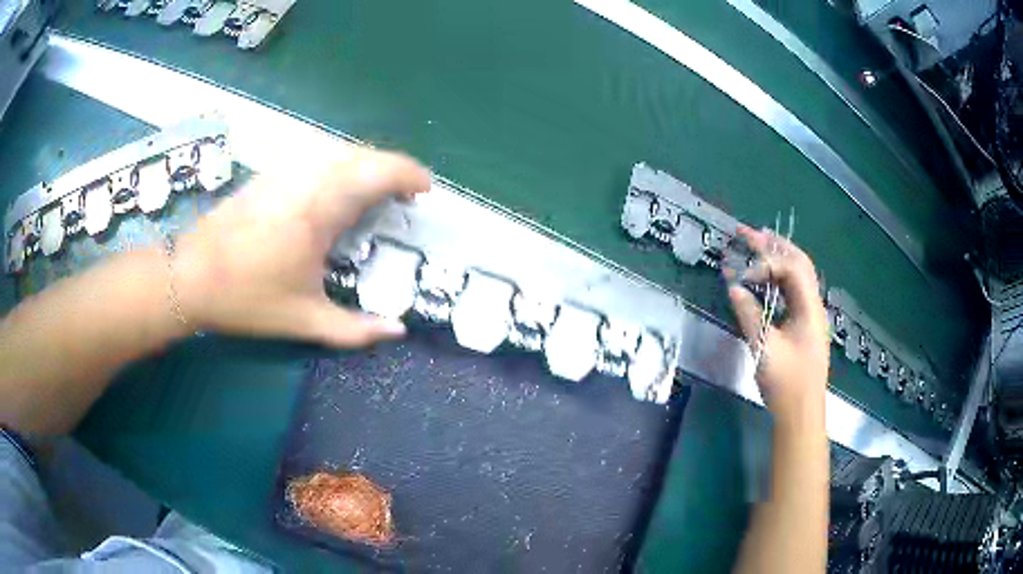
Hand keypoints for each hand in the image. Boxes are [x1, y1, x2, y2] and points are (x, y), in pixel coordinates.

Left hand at [173, 147, 431, 346]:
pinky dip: (338, 166)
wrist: (189, 276)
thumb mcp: (303, 320)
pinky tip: (332, 190)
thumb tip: (398, 331)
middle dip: (392, 170)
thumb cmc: (246, 297)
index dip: (410, 175)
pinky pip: (316, 156)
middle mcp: (307, 177)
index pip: (379, 171)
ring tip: (372, 193)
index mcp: (322, 208)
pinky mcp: (269, 172)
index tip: (424, 192)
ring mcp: (285, 170)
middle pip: (364, 154)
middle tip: (402, 198)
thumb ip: (355, 330)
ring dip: (365, 165)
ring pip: (339, 150)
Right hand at [725, 226, 829, 422]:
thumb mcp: (765, 349)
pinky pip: (792, 291)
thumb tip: (733, 288)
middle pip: (797, 263)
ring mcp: (810, 314)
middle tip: (745, 232)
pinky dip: (776, 278)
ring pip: (796, 275)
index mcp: (810, 308)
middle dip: (772, 245)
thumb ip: (749, 315)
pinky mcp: (804, 324)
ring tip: (753, 243)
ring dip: (775, 258)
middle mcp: (813, 305)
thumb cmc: (786, 384)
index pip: (791, 267)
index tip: (742, 277)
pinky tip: (763, 277)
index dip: (766, 263)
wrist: (802, 413)